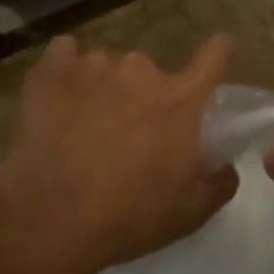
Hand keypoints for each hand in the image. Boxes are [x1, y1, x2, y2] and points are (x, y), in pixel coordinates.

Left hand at [0, 34, 238, 273]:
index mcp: (181, 100)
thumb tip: (225, 166)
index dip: (217, 55)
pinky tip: (59, 100)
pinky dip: (66, 72)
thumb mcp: (190, 213)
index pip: (215, 56)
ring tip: (86, 126)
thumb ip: (219, 183)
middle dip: (147, 97)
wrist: (48, 219)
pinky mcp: (51, 70)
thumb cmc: (128, 216)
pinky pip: (65, 54)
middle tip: (130, 134)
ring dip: (106, 89)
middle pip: (153, 73)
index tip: (213, 59)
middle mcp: (142, 70)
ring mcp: (95, 65)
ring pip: (109, 68)